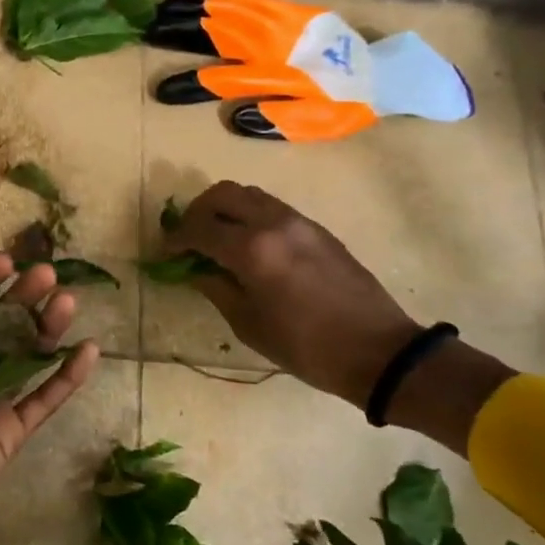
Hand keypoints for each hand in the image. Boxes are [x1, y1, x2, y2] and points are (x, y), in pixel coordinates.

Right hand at [168, 182, 419, 399]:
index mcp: (251, 250)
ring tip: (218, 237)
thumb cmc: (306, 347)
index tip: (167, 252)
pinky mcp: (316, 229)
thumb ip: (216, 288)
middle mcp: (272, 223)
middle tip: (190, 237)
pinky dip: (250, 215)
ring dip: (225, 209)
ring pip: (249, 194)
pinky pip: (272, 207)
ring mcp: (298, 221)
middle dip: (198, 211)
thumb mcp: (249, 324)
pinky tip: (251, 245)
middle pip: (222, 194)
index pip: (199, 228)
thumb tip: (194, 270)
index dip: (176, 239)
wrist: (378, 350)